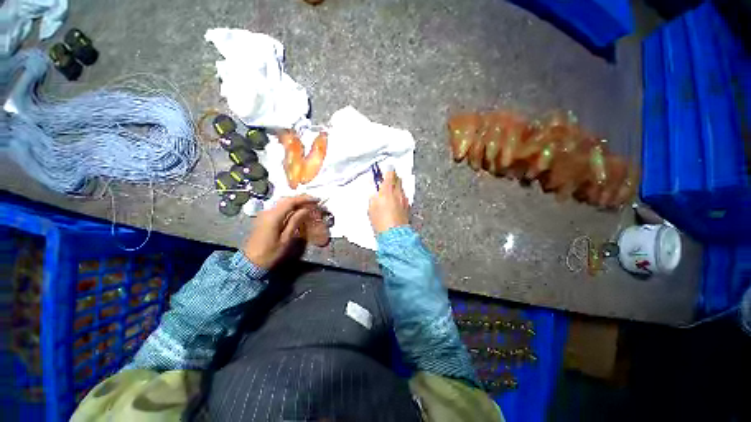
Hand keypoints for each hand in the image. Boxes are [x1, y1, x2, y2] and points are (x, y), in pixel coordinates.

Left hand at [243, 195, 316, 268]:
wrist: (250, 263)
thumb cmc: (270, 253)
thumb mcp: (286, 239)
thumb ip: (295, 221)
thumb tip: (306, 209)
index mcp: (273, 216)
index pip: (290, 201)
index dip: (304, 199)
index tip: (317, 200)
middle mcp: (268, 211)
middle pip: (286, 200)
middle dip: (301, 199)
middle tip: (314, 201)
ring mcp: (264, 214)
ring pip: (282, 203)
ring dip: (296, 202)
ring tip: (308, 205)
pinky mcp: (264, 218)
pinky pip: (279, 208)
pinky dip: (290, 207)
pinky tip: (297, 211)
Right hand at [368, 171, 409, 233]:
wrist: (394, 234)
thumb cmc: (380, 221)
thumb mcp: (371, 207)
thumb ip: (374, 196)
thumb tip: (376, 191)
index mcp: (388, 190)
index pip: (391, 174)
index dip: (388, 171)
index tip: (385, 171)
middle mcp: (398, 192)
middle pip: (398, 179)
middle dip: (393, 178)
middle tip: (387, 180)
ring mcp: (404, 199)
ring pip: (401, 188)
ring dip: (396, 187)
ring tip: (390, 192)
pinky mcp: (407, 207)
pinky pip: (404, 196)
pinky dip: (399, 196)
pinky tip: (395, 202)